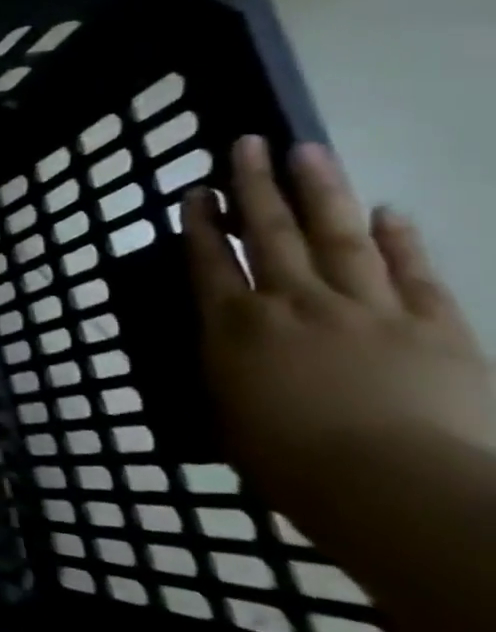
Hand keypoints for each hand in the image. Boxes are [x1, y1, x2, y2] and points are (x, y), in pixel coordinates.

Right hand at [184, 136, 495, 507]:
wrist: (399, 489)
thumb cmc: (292, 464)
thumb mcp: (230, 417)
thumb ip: (227, 372)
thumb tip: (229, 350)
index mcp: (235, 327)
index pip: (209, 261)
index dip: (200, 223)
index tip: (196, 191)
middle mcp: (293, 304)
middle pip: (270, 232)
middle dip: (255, 186)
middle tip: (250, 143)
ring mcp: (367, 310)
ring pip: (337, 236)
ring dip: (321, 191)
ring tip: (309, 151)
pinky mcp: (434, 327)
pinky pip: (413, 273)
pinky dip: (400, 240)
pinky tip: (389, 212)